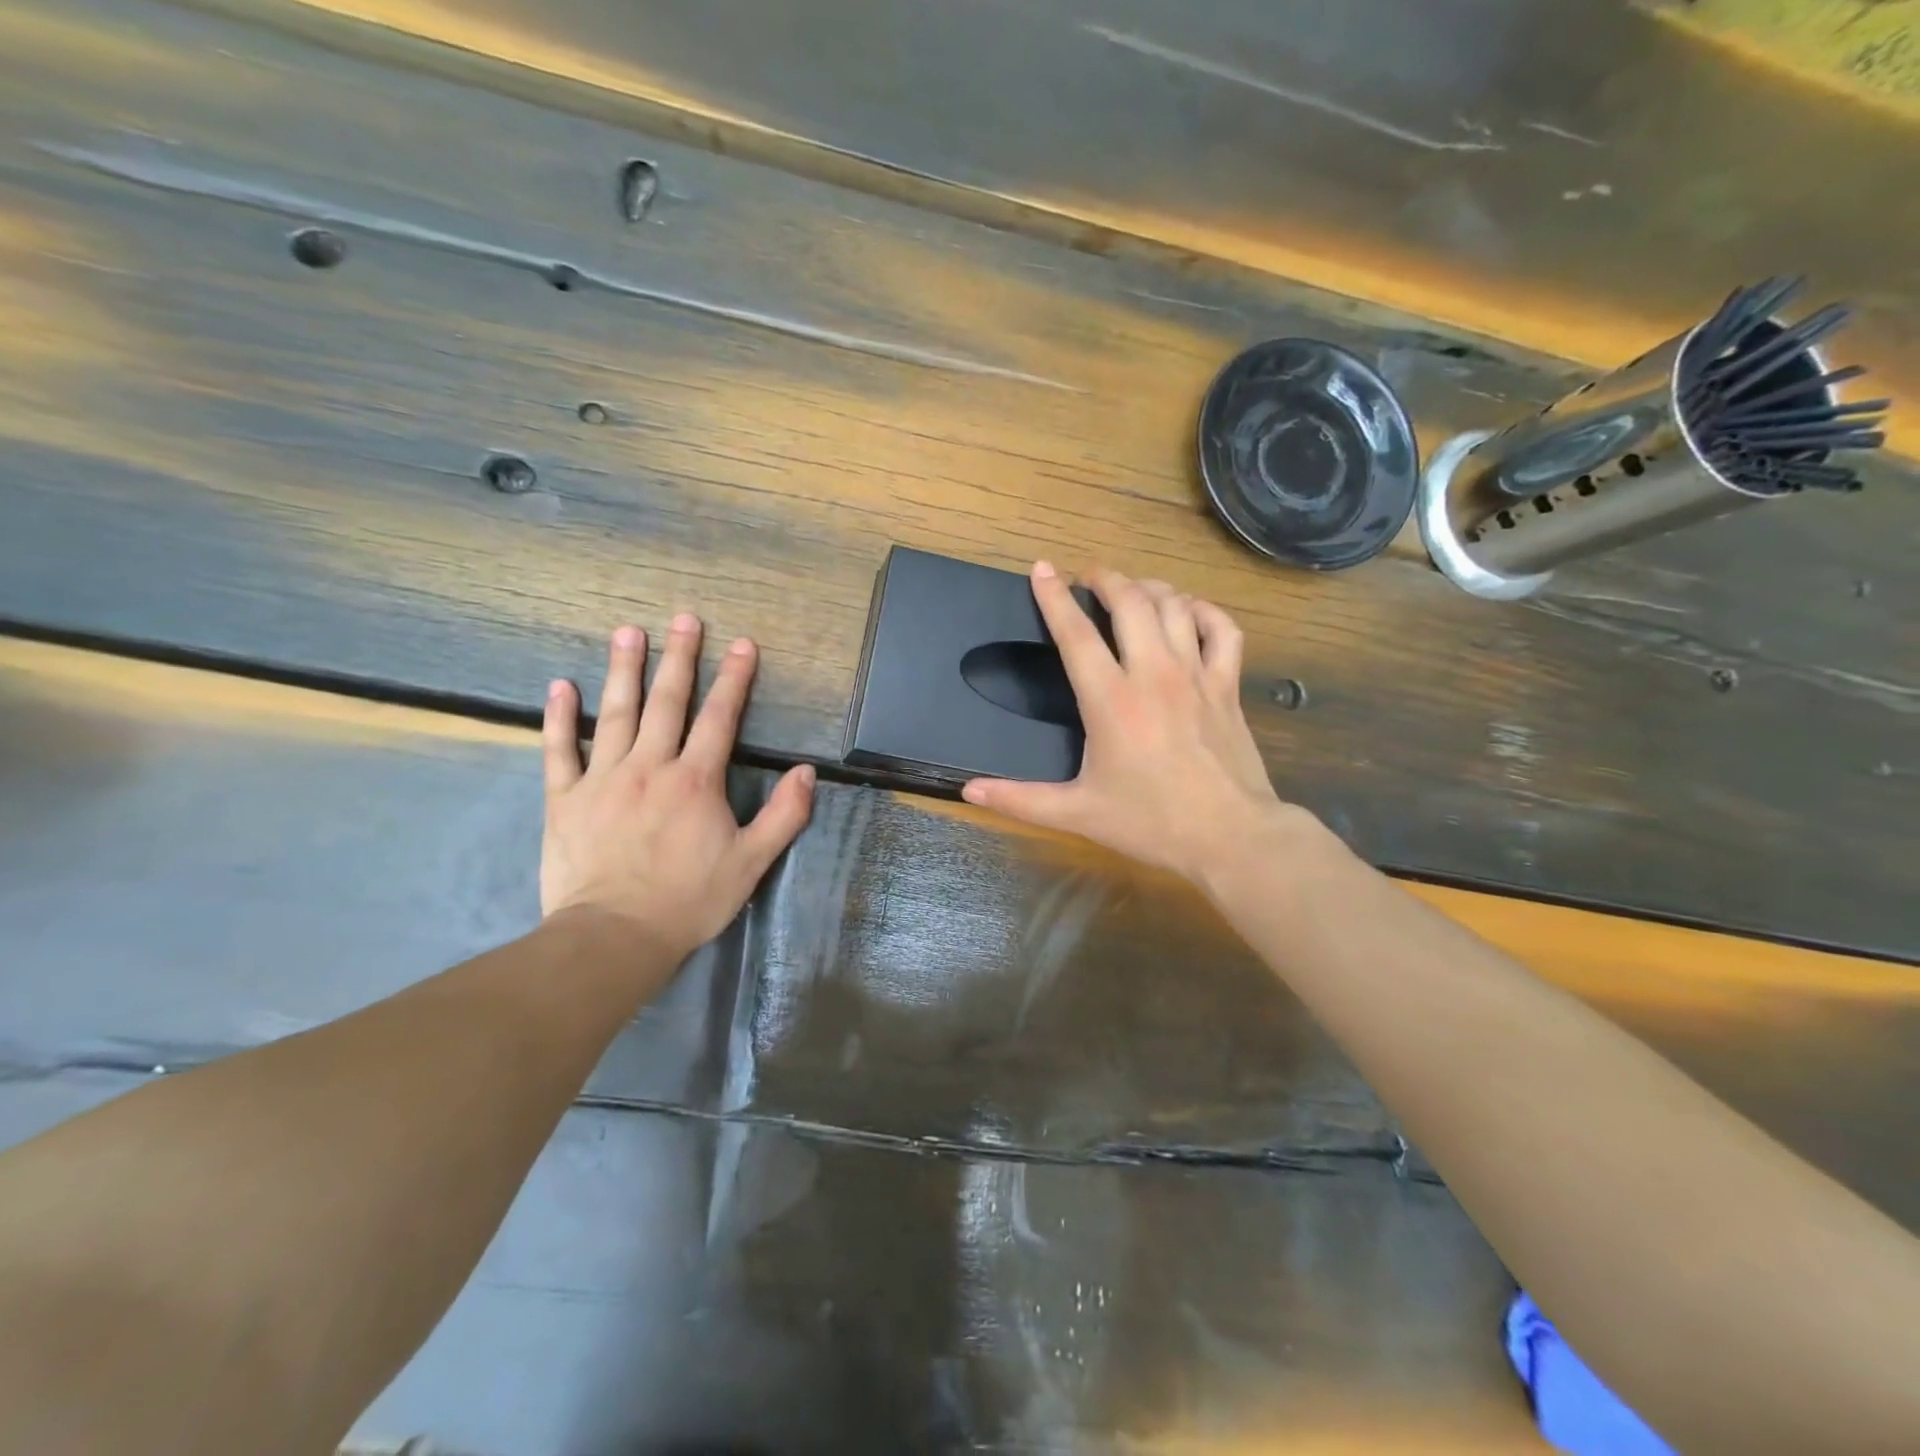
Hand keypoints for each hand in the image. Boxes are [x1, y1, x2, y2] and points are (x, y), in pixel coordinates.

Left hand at [540, 617, 814, 959]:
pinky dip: (559, 717)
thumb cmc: (689, 900)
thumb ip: (784, 815)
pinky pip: (560, 750)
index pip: (720, 718)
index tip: (743, 644)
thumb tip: (806, 772)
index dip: (735, 679)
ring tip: (628, 632)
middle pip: (667, 702)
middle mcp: (650, 766)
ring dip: (623, 670)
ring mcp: (603, 779)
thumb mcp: (751, 862)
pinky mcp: (565, 799)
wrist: (615, 936)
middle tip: (684, 619)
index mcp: (696, 780)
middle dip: (680, 658)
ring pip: (615, 714)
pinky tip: (560, 686)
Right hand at [962, 563, 1309, 888]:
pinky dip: (1204, 611)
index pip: (1077, 635)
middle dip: (1106, 579)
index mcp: (1111, 701)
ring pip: (1174, 606)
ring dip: (1149, 588)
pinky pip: (1222, 629)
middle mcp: (1153, 674)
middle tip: (1090, 577)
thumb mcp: (1078, 813)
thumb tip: (970, 791)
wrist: (1230, 837)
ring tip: (1132, 590)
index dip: (1055, 597)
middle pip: (1131, 602)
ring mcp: (1196, 675)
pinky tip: (1190, 613)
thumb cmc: (1150, 823)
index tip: (1043, 569)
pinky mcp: (1227, 686)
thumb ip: (1020, 799)